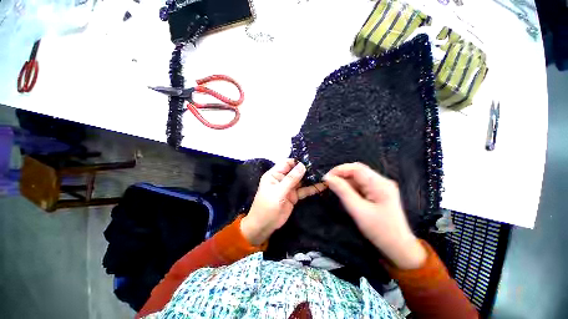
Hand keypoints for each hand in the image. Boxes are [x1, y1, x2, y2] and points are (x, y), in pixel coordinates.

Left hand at [241, 159, 326, 245]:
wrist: (264, 226)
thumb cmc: (267, 206)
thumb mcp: (278, 192)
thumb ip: (291, 179)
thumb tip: (302, 165)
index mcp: (274, 174)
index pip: (287, 163)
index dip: (297, 162)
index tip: (310, 161)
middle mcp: (282, 179)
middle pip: (296, 171)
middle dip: (307, 169)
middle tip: (321, 167)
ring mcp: (289, 187)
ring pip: (301, 180)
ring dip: (311, 178)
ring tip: (324, 175)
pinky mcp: (294, 195)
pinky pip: (304, 190)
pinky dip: (312, 188)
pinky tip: (322, 186)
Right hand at [324, 163, 426, 269]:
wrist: (398, 247)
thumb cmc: (379, 230)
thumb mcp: (357, 210)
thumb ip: (342, 191)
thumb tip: (328, 178)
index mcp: (379, 184)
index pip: (356, 168)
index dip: (339, 170)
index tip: (326, 178)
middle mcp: (382, 181)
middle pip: (357, 171)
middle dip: (341, 175)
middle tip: (329, 183)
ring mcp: (381, 186)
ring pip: (358, 177)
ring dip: (346, 181)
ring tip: (336, 190)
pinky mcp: (379, 192)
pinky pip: (362, 184)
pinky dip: (351, 187)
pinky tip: (346, 194)